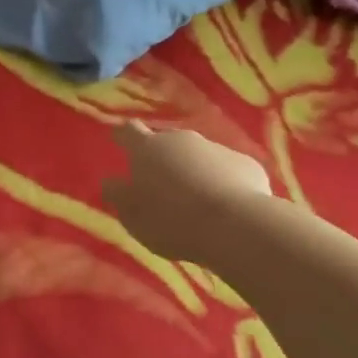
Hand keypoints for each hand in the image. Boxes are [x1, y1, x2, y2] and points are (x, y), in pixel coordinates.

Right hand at [102, 122, 271, 264]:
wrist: (237, 226)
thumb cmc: (172, 221)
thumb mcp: (133, 216)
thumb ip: (119, 195)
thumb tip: (110, 181)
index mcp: (147, 149)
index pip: (129, 131)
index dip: (123, 136)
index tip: (119, 140)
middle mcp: (181, 140)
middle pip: (167, 144)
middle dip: (164, 160)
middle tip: (163, 186)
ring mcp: (216, 149)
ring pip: (200, 157)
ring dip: (195, 172)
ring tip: (198, 203)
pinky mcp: (247, 164)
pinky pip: (229, 171)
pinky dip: (225, 183)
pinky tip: (228, 208)